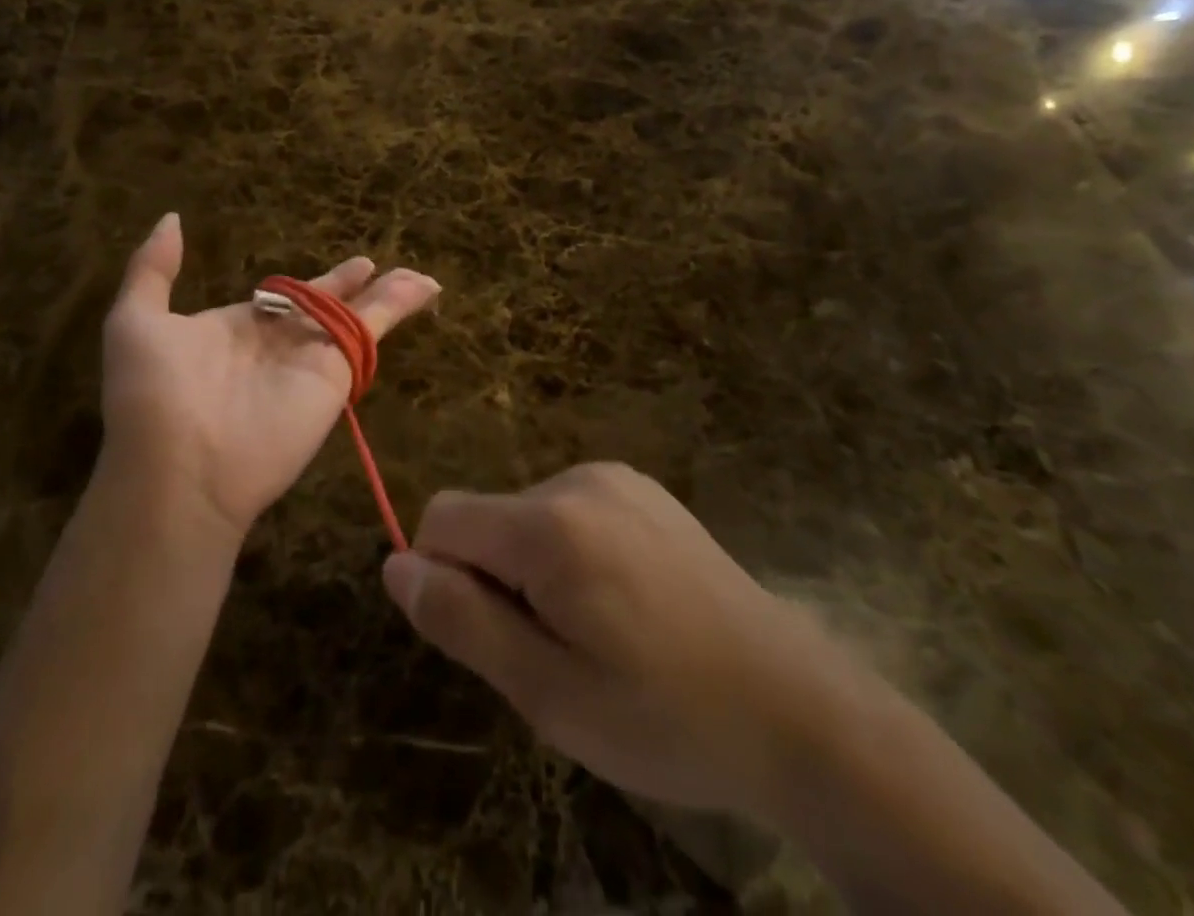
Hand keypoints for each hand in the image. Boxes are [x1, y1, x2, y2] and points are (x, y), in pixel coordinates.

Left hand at [99, 213, 440, 542]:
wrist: (181, 468)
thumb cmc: (153, 392)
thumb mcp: (136, 320)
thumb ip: (154, 268)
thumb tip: (171, 219)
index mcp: (240, 326)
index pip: (285, 297)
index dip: (311, 282)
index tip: (334, 269)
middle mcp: (281, 341)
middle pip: (327, 304)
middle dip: (352, 286)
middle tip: (374, 266)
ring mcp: (312, 356)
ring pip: (358, 315)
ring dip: (388, 294)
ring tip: (420, 278)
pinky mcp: (337, 371)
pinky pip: (372, 330)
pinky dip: (400, 307)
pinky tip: (425, 287)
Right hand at [381, 463, 855, 814]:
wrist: (797, 707)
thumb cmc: (665, 715)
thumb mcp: (548, 692)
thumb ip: (462, 621)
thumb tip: (396, 566)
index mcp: (549, 523)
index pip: (442, 518)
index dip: (444, 578)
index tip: (491, 637)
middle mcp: (577, 480)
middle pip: (487, 518)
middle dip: (497, 581)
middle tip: (556, 655)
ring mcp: (617, 478)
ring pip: (527, 517)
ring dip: (535, 571)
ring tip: (599, 636)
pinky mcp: (644, 490)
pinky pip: (570, 511)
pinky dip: (571, 554)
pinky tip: (627, 605)